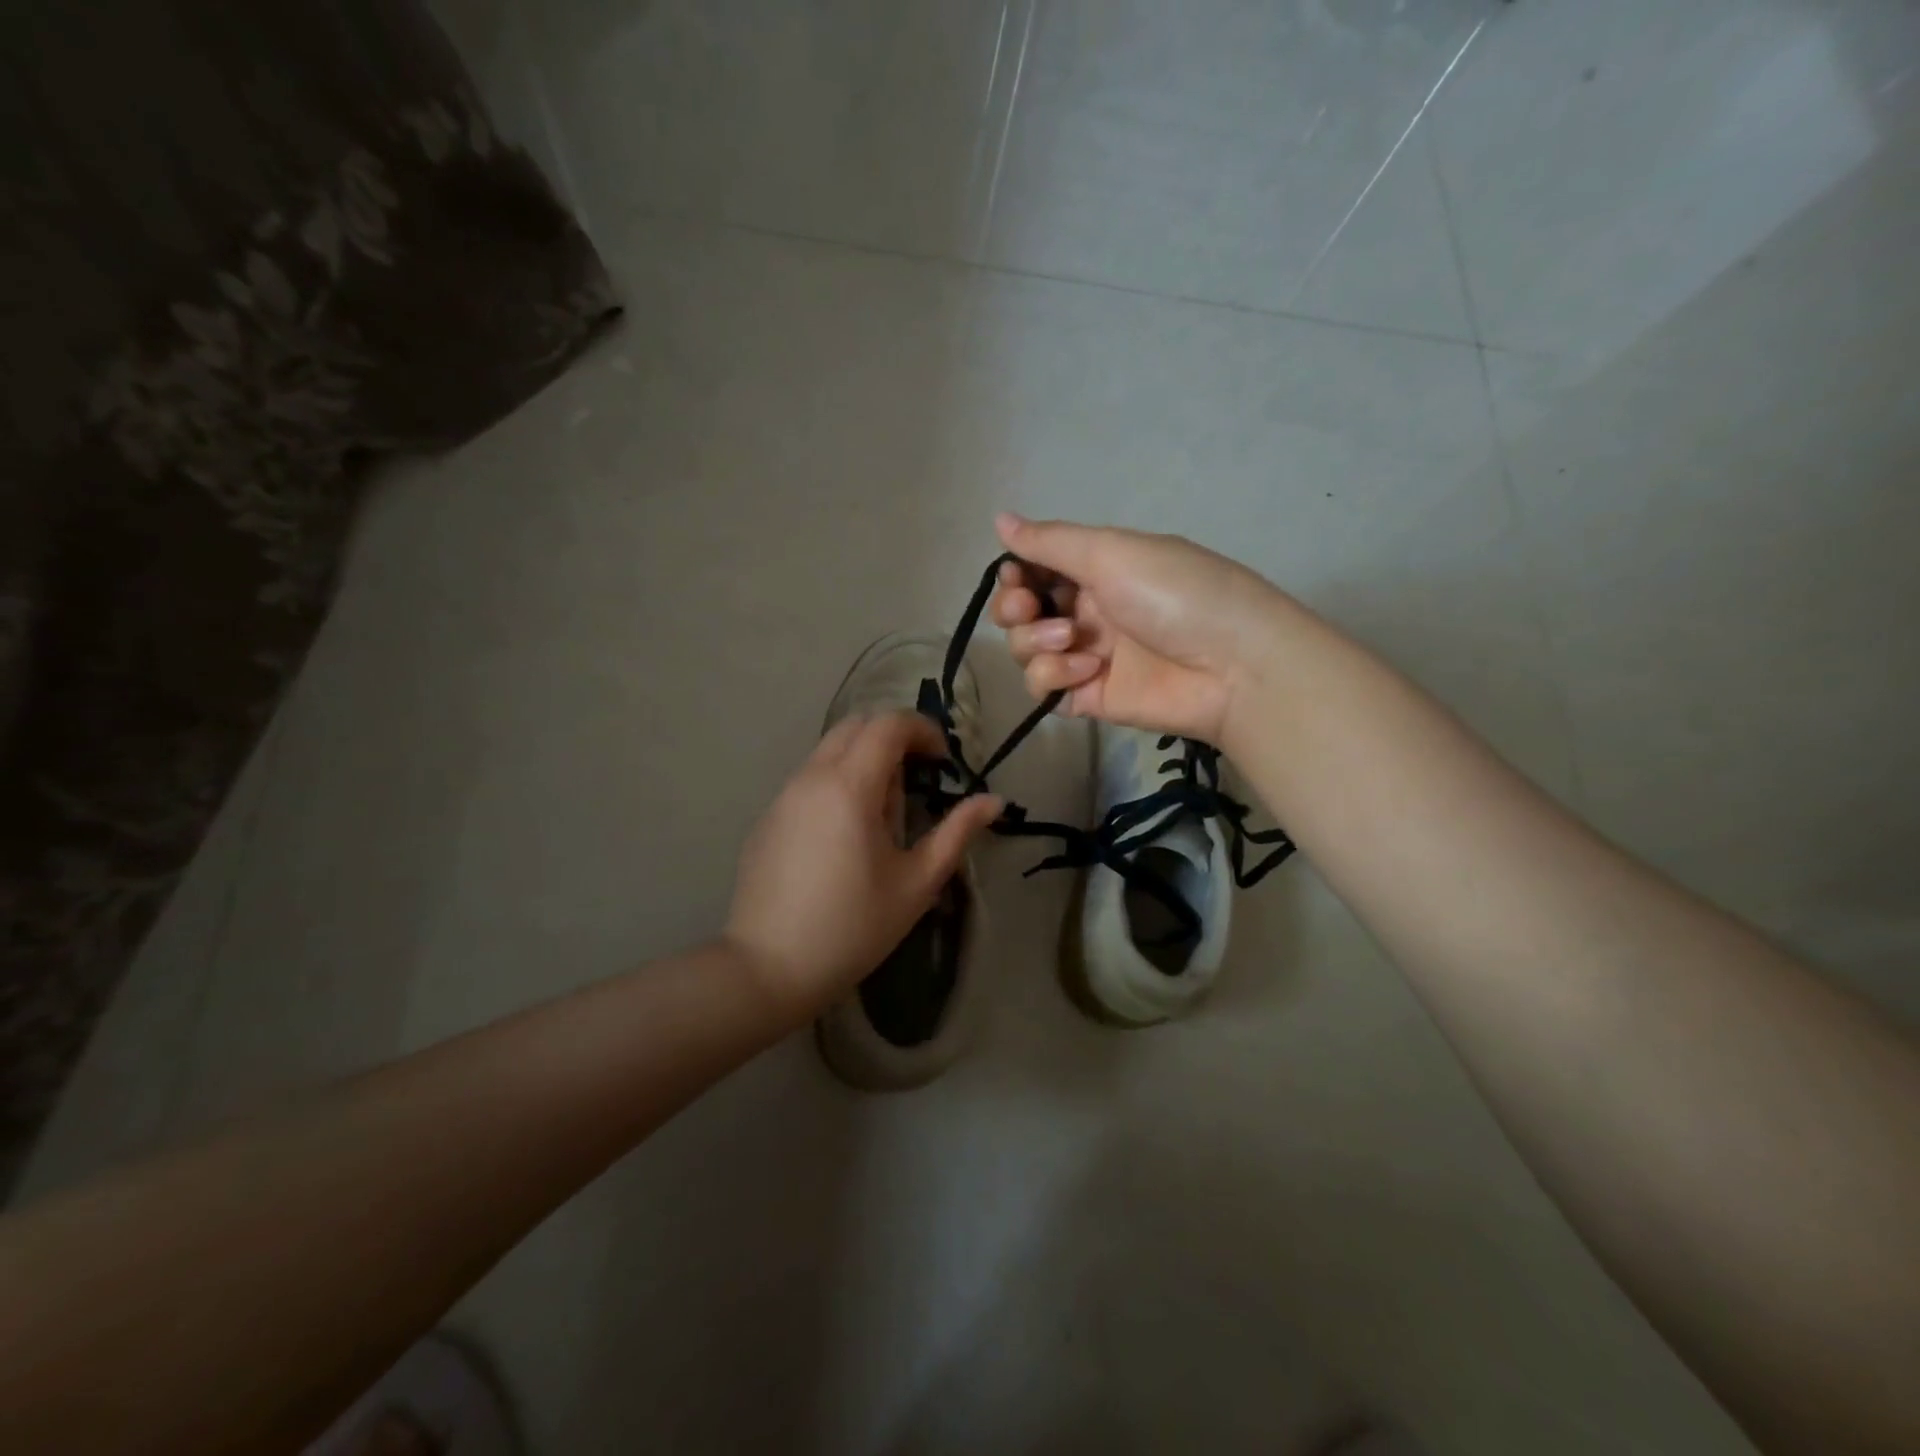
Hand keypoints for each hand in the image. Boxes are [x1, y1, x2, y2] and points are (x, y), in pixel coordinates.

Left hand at [725, 712, 1001, 1025]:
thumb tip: (994, 801)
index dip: (923, 730)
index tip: (943, 762)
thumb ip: (957, 832)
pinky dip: (837, 783)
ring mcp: (783, 796)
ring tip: (882, 816)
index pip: (889, 724)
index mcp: (850, 786)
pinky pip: (809, 779)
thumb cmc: (853, 927)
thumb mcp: (917, 882)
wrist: (768, 969)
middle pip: (856, 726)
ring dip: (864, 762)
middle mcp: (812, 777)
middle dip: (893, 739)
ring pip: (829, 751)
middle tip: (916, 781)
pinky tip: (844, 837)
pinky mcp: (767, 818)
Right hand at [990, 512, 1287, 743]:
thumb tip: (999, 518)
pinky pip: (1043, 687)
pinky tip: (1085, 670)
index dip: (1015, 574)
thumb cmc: (1175, 593)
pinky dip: (1052, 677)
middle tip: (1027, 608)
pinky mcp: (1088, 697)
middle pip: (1021, 612)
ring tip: (1068, 639)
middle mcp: (1087, 610)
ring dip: (1034, 642)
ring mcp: (1086, 655)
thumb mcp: (1112, 552)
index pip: (1035, 569)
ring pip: (1025, 650)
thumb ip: (1050, 541)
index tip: (1016, 576)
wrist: (1232, 666)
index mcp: (1097, 569)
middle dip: (1014, 608)